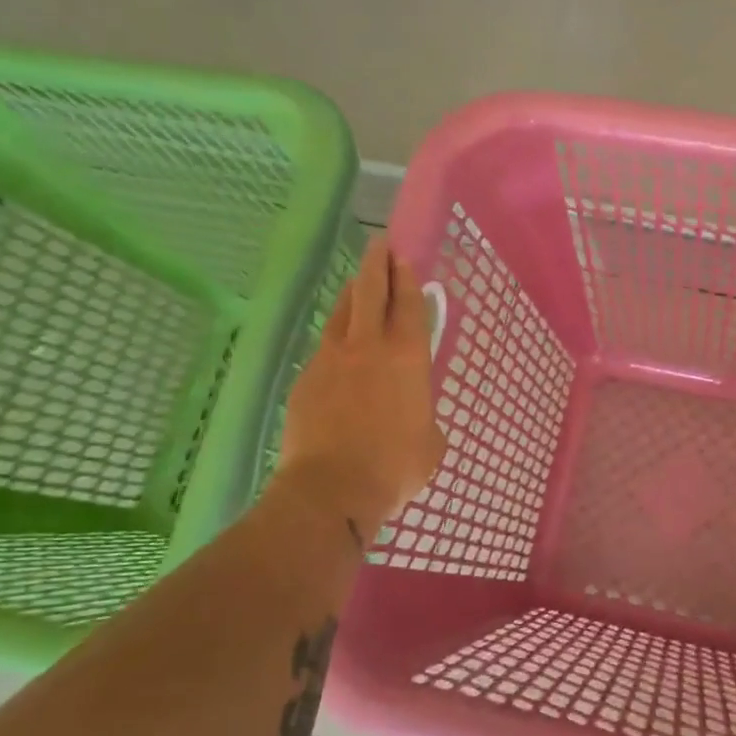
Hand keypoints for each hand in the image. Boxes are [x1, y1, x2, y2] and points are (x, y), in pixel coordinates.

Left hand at [272, 239, 444, 541]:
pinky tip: (337, 353)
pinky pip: (323, 350)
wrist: (331, 489)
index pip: (407, 304)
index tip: (402, 257)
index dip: (406, 277)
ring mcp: (330, 360)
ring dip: (351, 295)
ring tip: (357, 286)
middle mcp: (368, 347)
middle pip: (370, 292)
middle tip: (379, 245)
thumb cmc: (394, 467)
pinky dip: (334, 342)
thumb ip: (424, 416)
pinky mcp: (305, 380)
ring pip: (341, 314)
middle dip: (376, 264)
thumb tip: (414, 415)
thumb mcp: (431, 443)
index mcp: (407, 358)